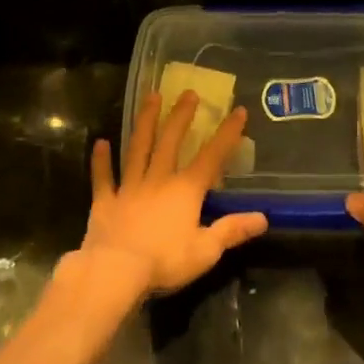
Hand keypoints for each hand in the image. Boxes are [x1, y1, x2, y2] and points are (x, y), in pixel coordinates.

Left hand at [85, 91, 268, 295]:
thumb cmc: (165, 261)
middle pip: (170, 142)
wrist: (115, 271)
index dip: (227, 134)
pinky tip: (100, 143)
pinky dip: (101, 160)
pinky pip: (103, 177)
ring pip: (138, 149)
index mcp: (186, 190)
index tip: (239, 111)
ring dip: (145, 123)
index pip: (212, 156)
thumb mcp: (206, 250)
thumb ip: (232, 230)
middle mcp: (158, 180)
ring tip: (151, 97)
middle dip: (181, 116)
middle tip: (188, 92)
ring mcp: (129, 188)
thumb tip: (263, 218)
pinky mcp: (105, 201)